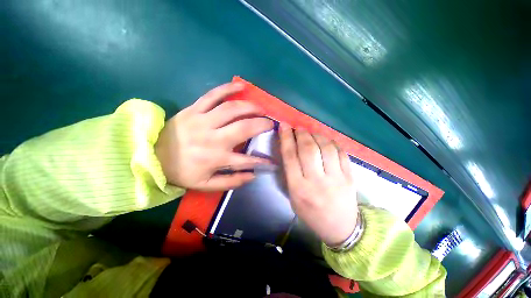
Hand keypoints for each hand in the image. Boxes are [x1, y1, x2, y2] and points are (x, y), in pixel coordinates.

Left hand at [155, 82, 273, 190]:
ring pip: (231, 109)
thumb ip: (231, 181)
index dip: (261, 160)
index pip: (246, 160)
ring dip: (251, 107)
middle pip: (243, 127)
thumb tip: (253, 175)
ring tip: (261, 108)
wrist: (151, 155)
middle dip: (261, 124)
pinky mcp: (193, 109)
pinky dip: (228, 88)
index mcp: (215, 158)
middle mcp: (212, 138)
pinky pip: (212, 95)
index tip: (272, 159)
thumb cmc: (182, 172)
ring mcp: (202, 120)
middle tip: (270, 123)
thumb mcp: (206, 185)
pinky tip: (241, 85)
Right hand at [279, 123, 357, 246]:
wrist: (341, 228)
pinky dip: (331, 142)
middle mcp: (317, 181)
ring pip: (326, 147)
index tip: (284, 126)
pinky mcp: (350, 177)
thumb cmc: (311, 213)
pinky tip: (325, 141)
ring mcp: (336, 178)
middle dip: (301, 134)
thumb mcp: (293, 197)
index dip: (286, 138)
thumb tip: (289, 149)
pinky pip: (340, 152)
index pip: (290, 156)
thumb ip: (290, 173)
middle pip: (308, 149)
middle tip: (298, 128)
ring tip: (311, 133)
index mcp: (299, 188)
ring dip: (316, 135)